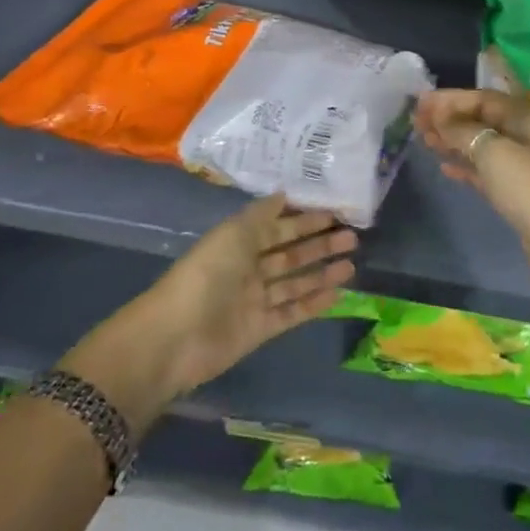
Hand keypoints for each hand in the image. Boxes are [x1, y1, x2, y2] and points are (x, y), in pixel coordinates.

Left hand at [149, 195, 358, 393]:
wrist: (176, 337)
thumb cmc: (207, 274)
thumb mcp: (234, 233)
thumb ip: (262, 215)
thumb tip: (285, 194)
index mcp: (238, 243)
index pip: (278, 227)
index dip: (304, 220)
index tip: (335, 213)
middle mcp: (248, 269)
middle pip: (290, 254)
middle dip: (320, 245)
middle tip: (352, 238)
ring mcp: (254, 300)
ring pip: (295, 283)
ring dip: (322, 273)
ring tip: (352, 265)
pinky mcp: (260, 329)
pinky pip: (292, 312)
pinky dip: (314, 303)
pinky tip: (338, 294)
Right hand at [415, 88, 529, 305]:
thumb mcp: (495, 155)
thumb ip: (464, 131)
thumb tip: (439, 117)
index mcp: (527, 119)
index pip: (484, 98)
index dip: (451, 99)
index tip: (419, 103)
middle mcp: (527, 136)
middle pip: (482, 120)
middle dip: (449, 118)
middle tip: (415, 122)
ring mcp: (523, 166)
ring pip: (482, 145)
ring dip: (453, 141)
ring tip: (424, 140)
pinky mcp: (517, 193)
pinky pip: (485, 171)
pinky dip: (465, 166)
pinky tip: (444, 167)